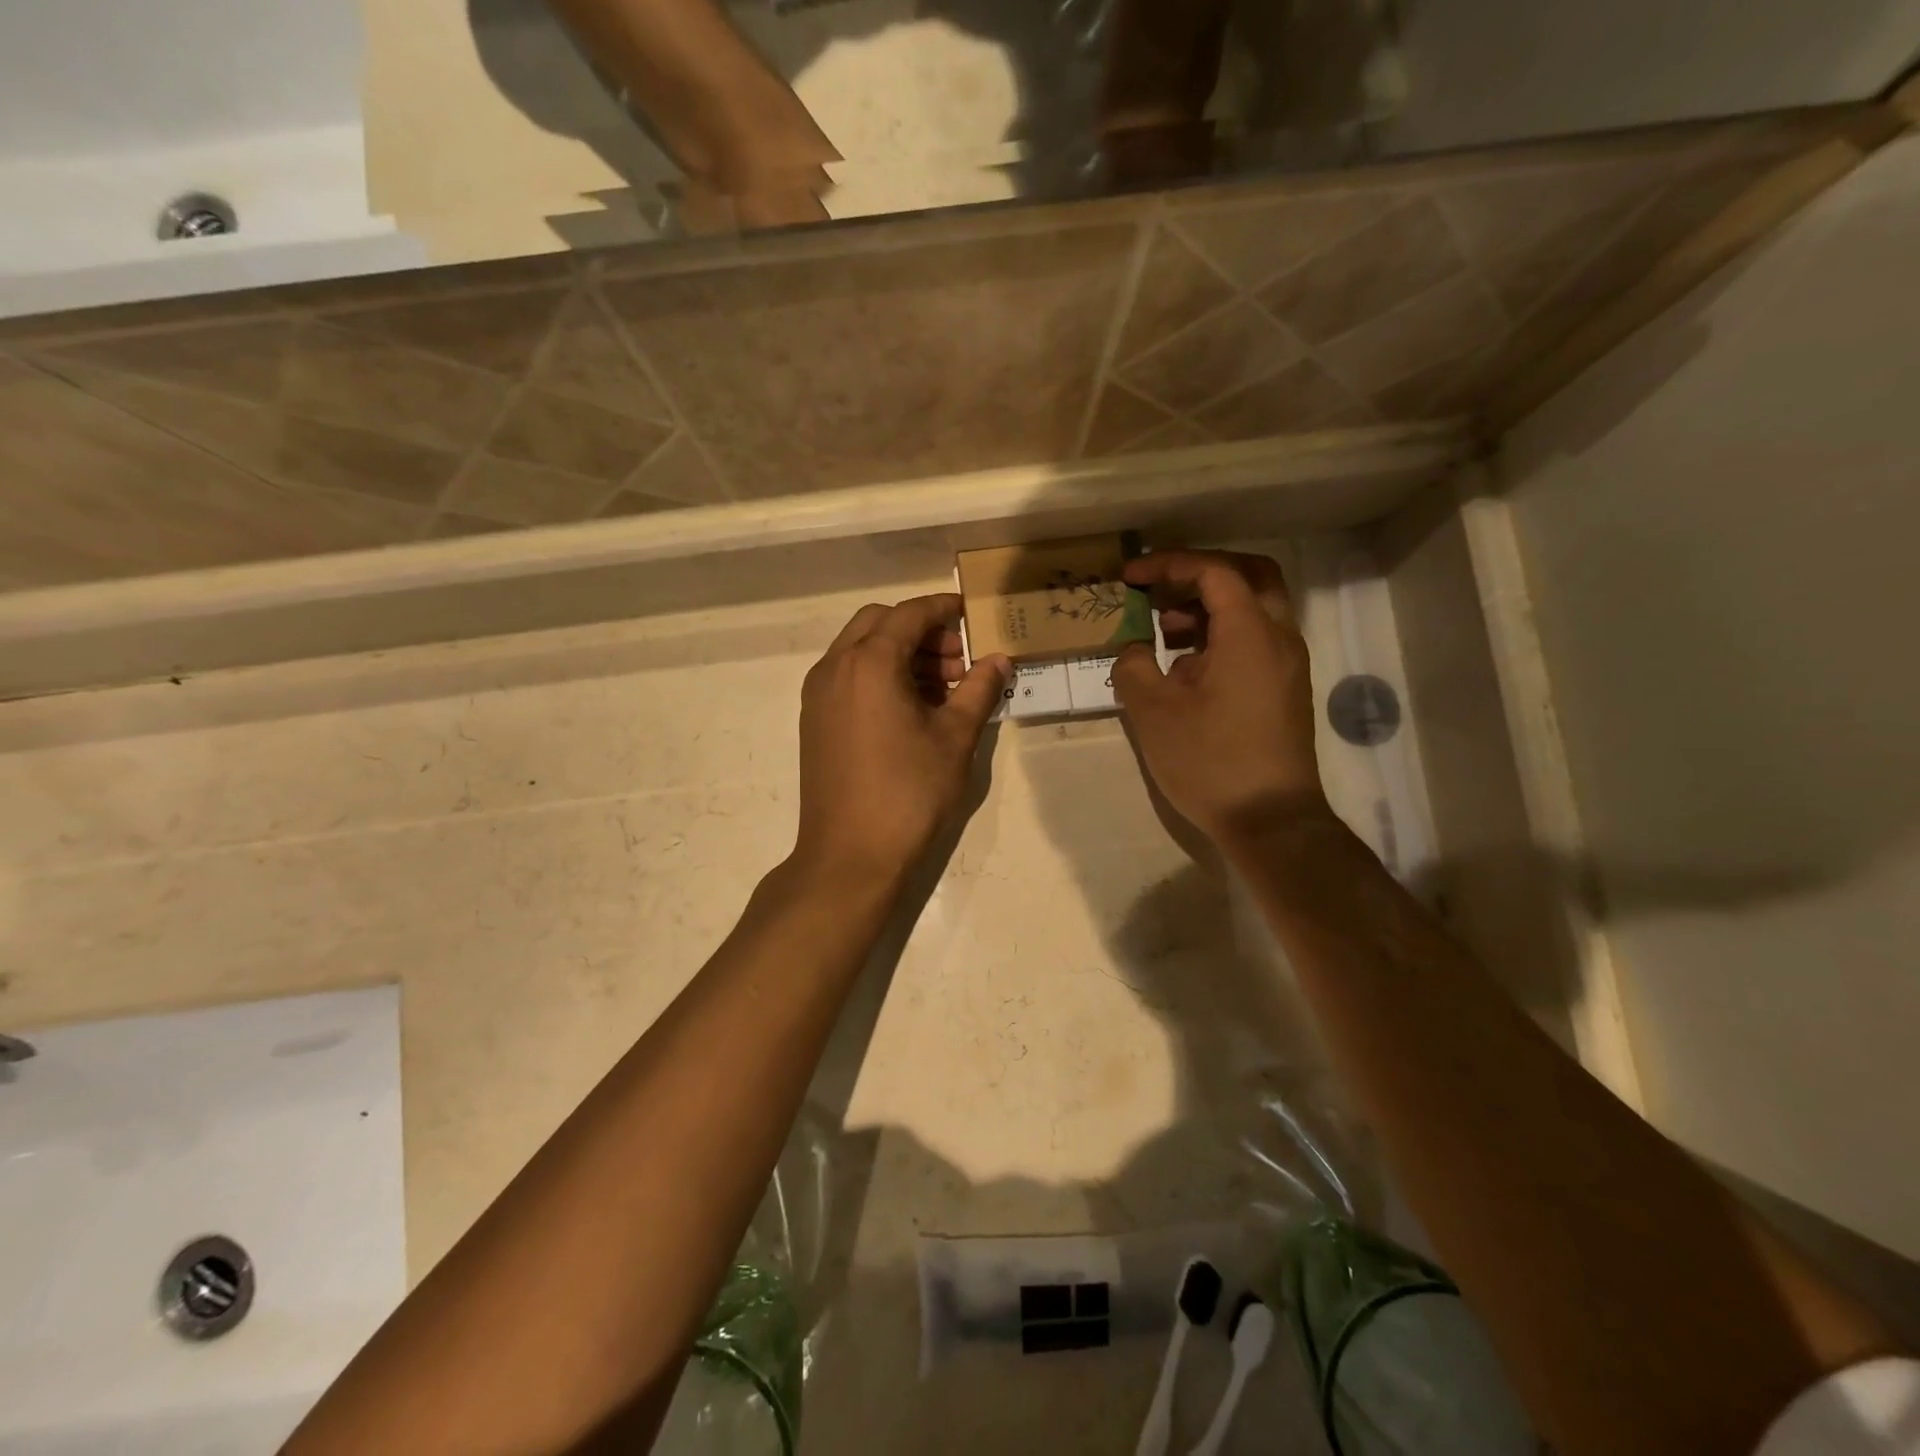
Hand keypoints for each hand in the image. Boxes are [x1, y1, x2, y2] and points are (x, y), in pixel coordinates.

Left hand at [794, 595, 1008, 883]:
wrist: (850, 855)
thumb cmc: (909, 793)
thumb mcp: (954, 738)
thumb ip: (979, 690)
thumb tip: (999, 660)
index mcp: (869, 662)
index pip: (910, 614)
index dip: (944, 610)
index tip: (973, 616)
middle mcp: (835, 667)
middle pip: (879, 623)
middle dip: (921, 631)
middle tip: (958, 661)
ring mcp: (818, 694)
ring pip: (861, 650)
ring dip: (900, 654)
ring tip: (942, 689)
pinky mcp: (815, 720)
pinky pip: (848, 676)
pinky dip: (879, 676)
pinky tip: (911, 710)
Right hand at [1111, 550, 1332, 851]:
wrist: (1270, 820)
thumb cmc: (1209, 761)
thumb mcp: (1153, 712)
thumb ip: (1133, 666)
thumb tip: (1134, 649)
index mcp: (1250, 632)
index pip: (1213, 571)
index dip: (1168, 565)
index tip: (1130, 577)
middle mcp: (1279, 637)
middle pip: (1249, 576)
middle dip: (1200, 573)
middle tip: (1161, 588)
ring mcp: (1288, 664)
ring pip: (1254, 609)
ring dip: (1210, 607)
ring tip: (1164, 632)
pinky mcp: (1285, 689)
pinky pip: (1256, 640)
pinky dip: (1222, 636)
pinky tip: (1186, 670)